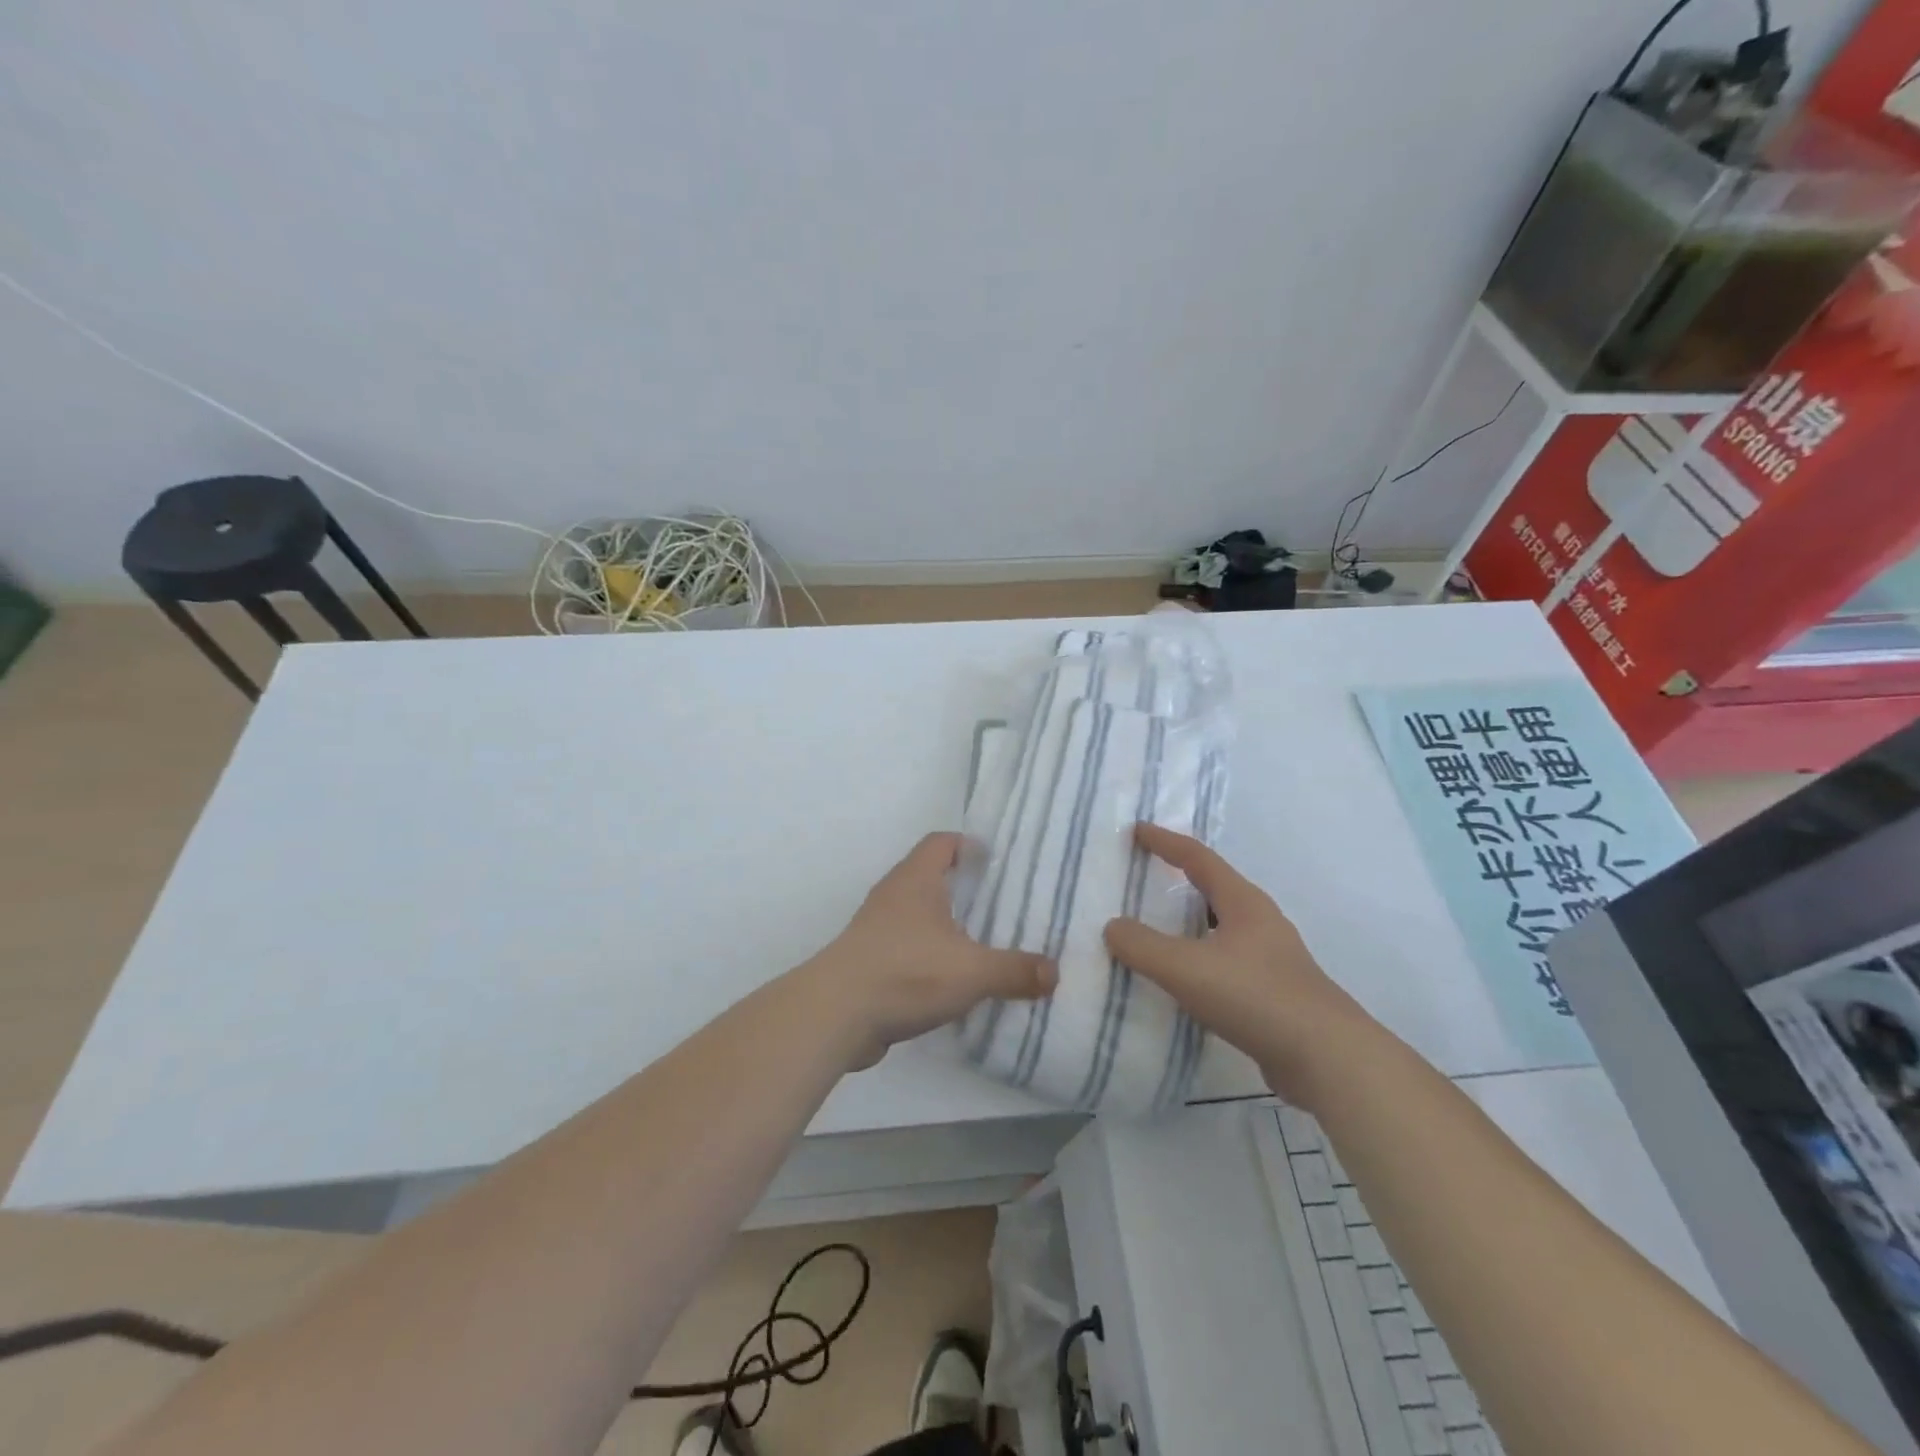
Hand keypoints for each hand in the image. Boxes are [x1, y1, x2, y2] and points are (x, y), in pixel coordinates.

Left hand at [805, 832, 1057, 1068]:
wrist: (836, 1015)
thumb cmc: (906, 972)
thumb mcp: (972, 971)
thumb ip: (1015, 970)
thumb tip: (1055, 973)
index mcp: (916, 880)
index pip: (942, 842)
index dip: (968, 845)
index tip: (996, 862)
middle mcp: (894, 895)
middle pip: (931, 878)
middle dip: (964, 890)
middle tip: (1002, 906)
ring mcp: (877, 929)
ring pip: (919, 916)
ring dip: (947, 927)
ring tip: (984, 945)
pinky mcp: (869, 962)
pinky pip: (908, 949)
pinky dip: (930, 958)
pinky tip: (954, 981)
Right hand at [1103, 823, 1354, 1101]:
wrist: (1327, 1059)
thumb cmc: (1255, 997)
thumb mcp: (1185, 968)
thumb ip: (1142, 946)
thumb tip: (1113, 927)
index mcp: (1243, 903)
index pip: (1198, 858)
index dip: (1165, 842)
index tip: (1136, 831)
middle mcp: (1261, 923)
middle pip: (1215, 889)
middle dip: (1180, 880)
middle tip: (1144, 878)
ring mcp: (1272, 959)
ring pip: (1221, 928)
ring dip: (1190, 924)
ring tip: (1157, 930)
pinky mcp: (1274, 994)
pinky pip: (1226, 963)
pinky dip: (1200, 960)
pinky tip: (1184, 982)